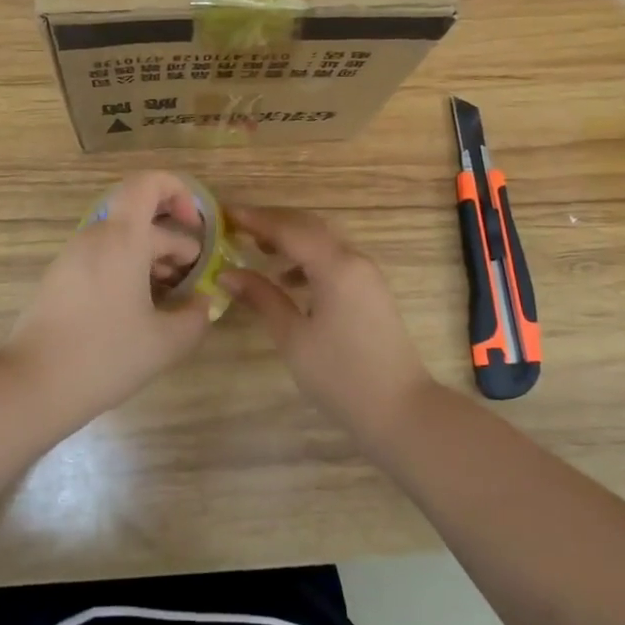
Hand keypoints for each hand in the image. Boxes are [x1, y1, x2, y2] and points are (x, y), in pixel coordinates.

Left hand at [3, 171, 214, 421]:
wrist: (32, 384)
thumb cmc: (104, 355)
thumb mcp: (165, 342)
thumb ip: (195, 317)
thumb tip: (201, 302)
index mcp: (122, 238)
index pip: (148, 184)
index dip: (178, 193)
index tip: (196, 229)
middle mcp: (95, 237)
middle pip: (142, 221)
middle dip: (174, 245)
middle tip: (192, 284)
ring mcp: (73, 257)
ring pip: (122, 242)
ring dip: (151, 261)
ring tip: (170, 302)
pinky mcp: (60, 279)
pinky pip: (102, 260)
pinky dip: (127, 273)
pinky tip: (138, 313)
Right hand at [221, 205, 435, 434]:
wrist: (400, 410)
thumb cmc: (341, 375)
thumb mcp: (293, 337)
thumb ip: (261, 298)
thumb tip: (228, 274)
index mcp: (335, 266)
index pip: (288, 229)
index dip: (255, 219)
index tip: (224, 214)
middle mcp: (354, 259)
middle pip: (308, 226)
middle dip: (273, 222)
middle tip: (237, 226)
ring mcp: (366, 274)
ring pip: (323, 241)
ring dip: (290, 239)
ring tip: (257, 249)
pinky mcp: (370, 290)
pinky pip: (334, 260)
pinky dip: (307, 259)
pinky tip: (287, 281)